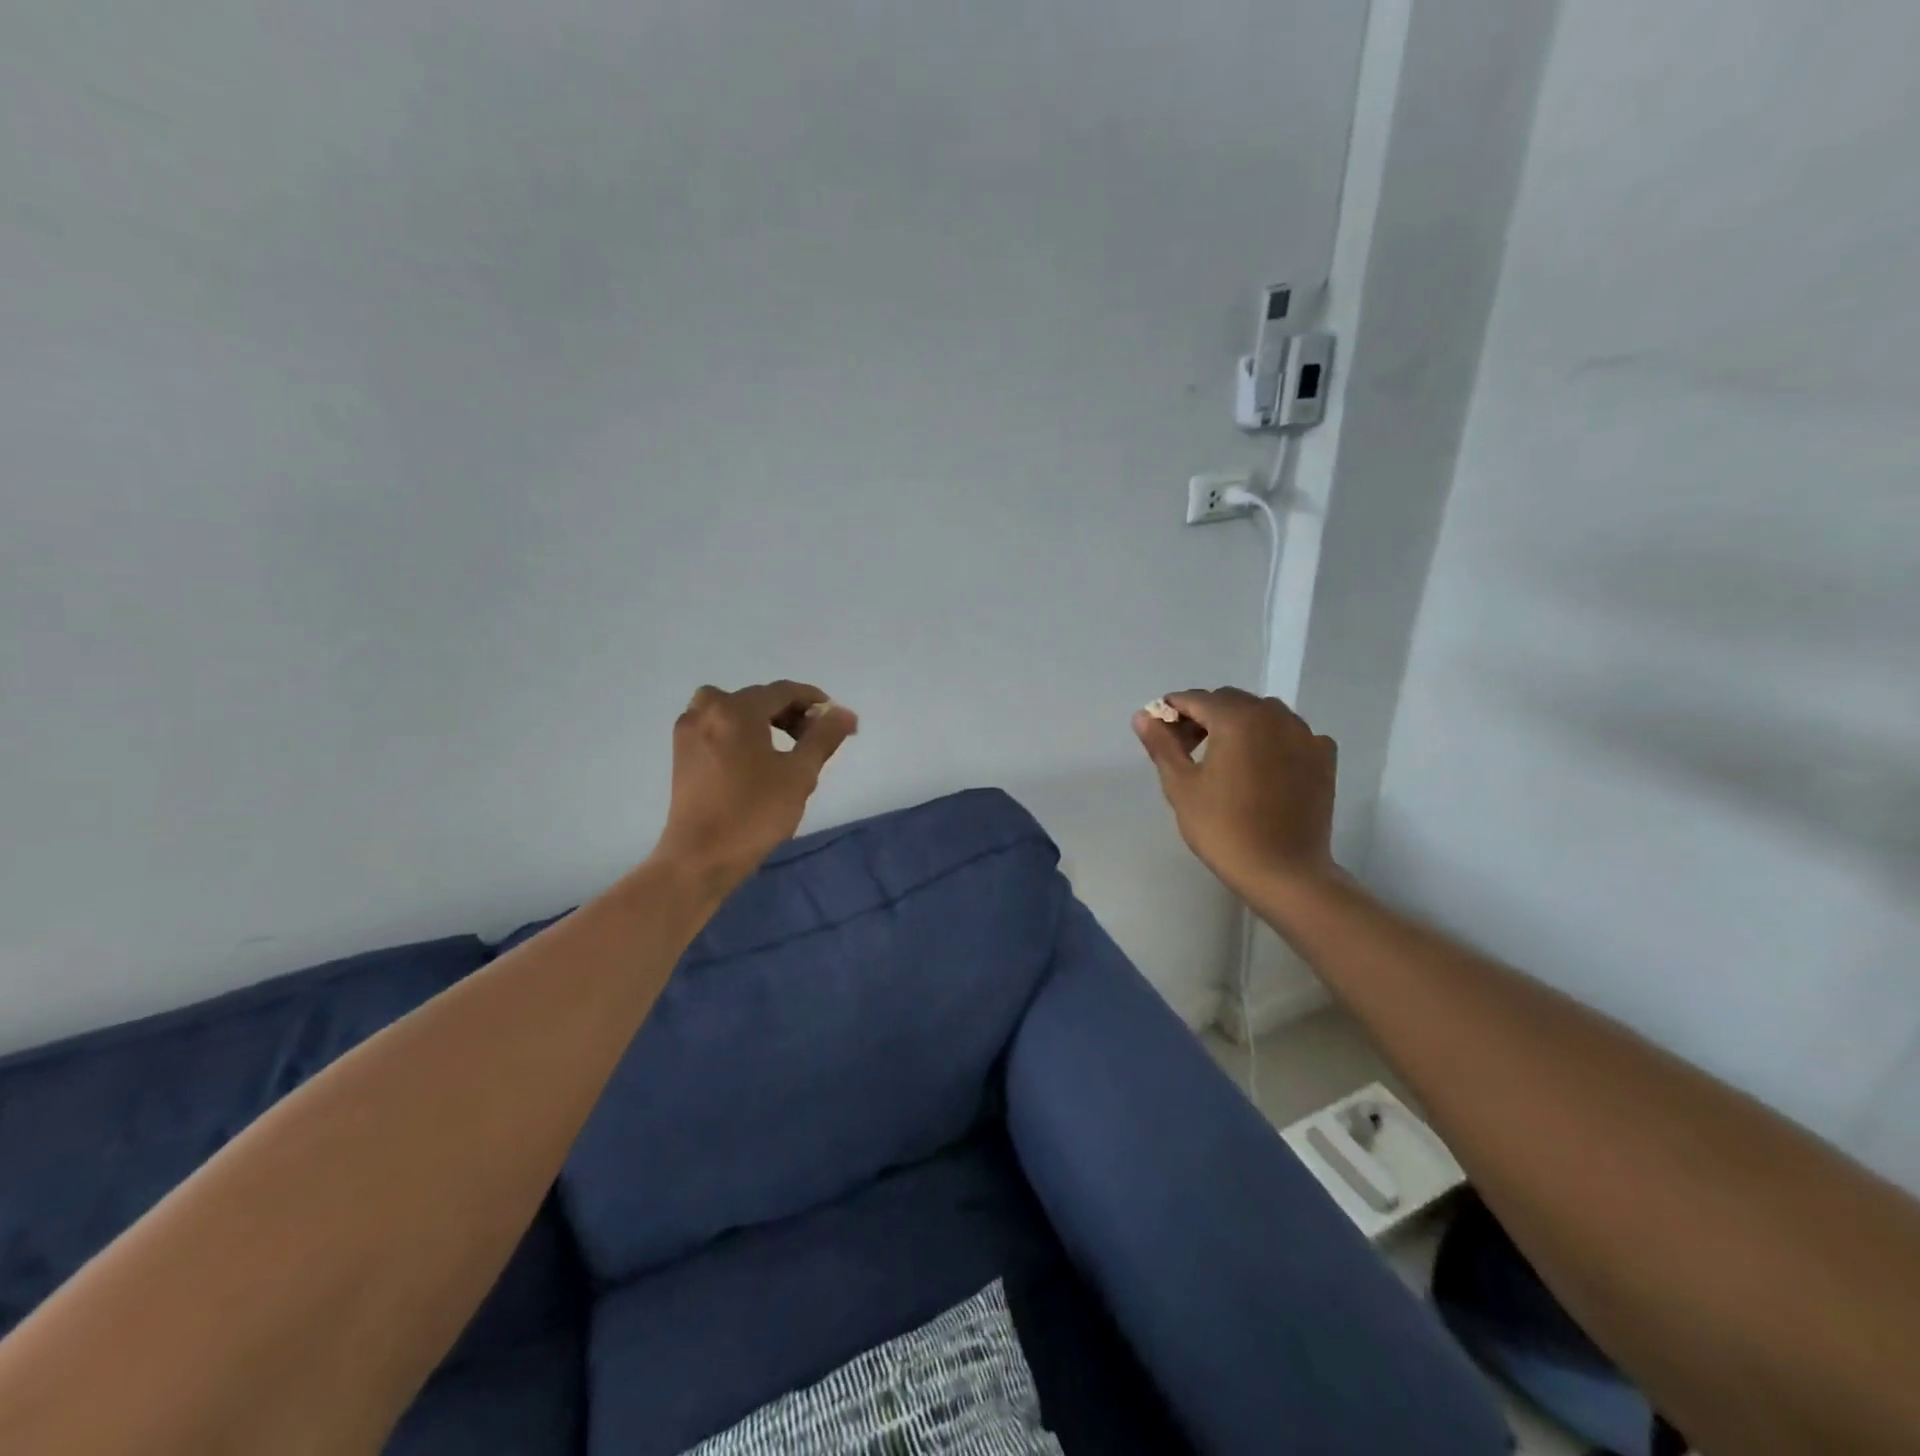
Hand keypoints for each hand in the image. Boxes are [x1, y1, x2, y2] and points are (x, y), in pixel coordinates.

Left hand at [654, 681, 858, 888]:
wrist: (700, 858)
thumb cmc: (754, 813)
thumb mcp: (799, 774)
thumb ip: (824, 737)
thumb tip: (844, 713)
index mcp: (737, 710)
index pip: (784, 691)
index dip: (815, 702)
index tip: (837, 721)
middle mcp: (707, 710)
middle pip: (758, 698)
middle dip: (791, 713)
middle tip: (814, 740)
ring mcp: (688, 731)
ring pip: (734, 710)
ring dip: (763, 720)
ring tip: (784, 749)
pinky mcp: (681, 754)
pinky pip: (717, 726)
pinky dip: (739, 731)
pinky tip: (754, 759)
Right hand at [1133, 688, 1337, 902]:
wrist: (1284, 872)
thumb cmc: (1223, 828)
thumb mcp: (1181, 786)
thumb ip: (1162, 745)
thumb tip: (1142, 716)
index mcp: (1236, 719)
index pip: (1195, 699)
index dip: (1171, 710)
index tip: (1158, 732)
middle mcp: (1274, 715)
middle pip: (1230, 702)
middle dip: (1203, 717)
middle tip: (1186, 750)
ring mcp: (1305, 734)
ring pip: (1262, 714)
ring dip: (1238, 725)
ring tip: (1223, 759)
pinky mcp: (1323, 757)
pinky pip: (1290, 734)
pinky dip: (1271, 740)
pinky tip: (1261, 767)